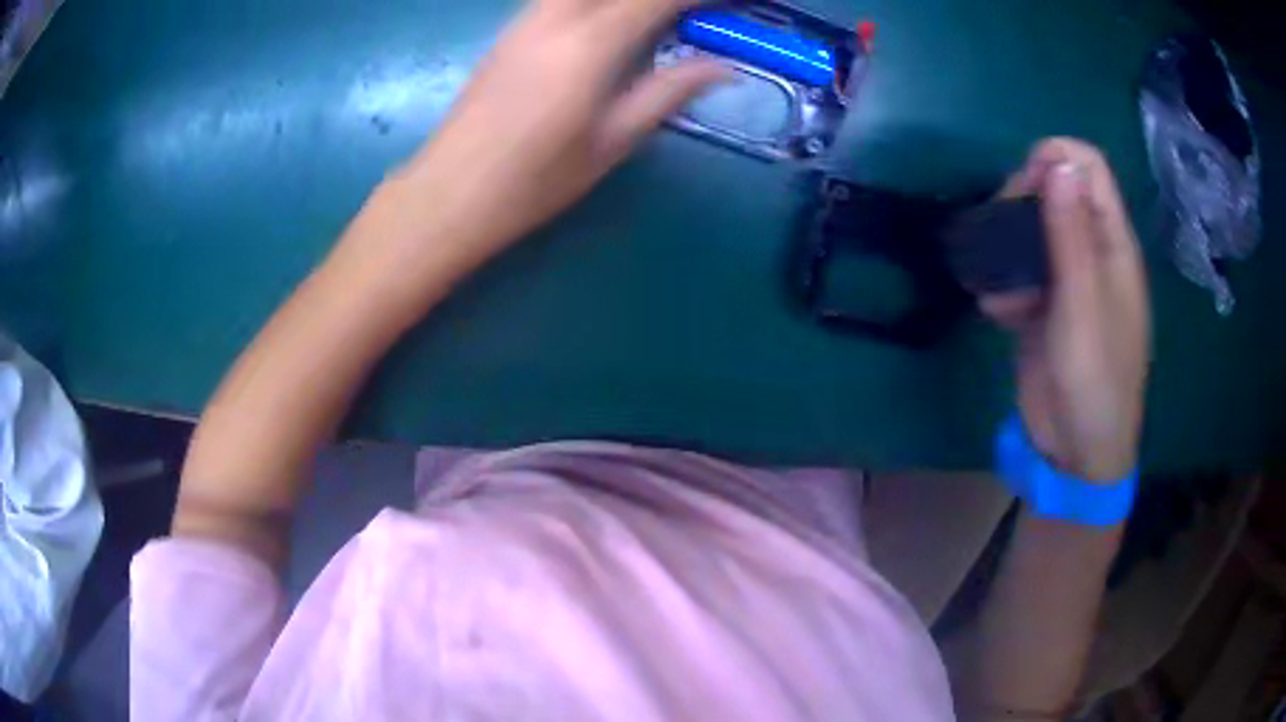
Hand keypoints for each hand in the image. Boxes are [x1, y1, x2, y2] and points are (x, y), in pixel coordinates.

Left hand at [390, 0, 724, 262]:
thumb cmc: (534, 181)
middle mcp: (556, 15)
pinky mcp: (510, 29)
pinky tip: (613, 20)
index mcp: (590, 43)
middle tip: (690, 16)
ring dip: (630, 0)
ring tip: (660, 19)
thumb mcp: (612, 142)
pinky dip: (597, 4)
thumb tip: (723, 68)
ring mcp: (527, 18)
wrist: (450, 193)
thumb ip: (668, 92)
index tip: (734, 5)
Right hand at [983, 138, 1149, 480]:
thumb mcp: (1083, 305)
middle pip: (1053, 190)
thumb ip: (1071, 234)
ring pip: (1031, 229)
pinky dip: (1002, 284)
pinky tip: (996, 311)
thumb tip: (1058, 162)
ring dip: (1006, 250)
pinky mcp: (1044, 306)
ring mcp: (1067, 280)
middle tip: (1003, 238)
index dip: (1054, 162)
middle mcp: (1092, 253)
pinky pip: (1019, 271)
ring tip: (998, 289)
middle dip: (1022, 204)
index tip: (1024, 190)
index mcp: (1113, 245)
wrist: (1076, 453)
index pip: (1087, 168)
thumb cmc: (1094, 381)